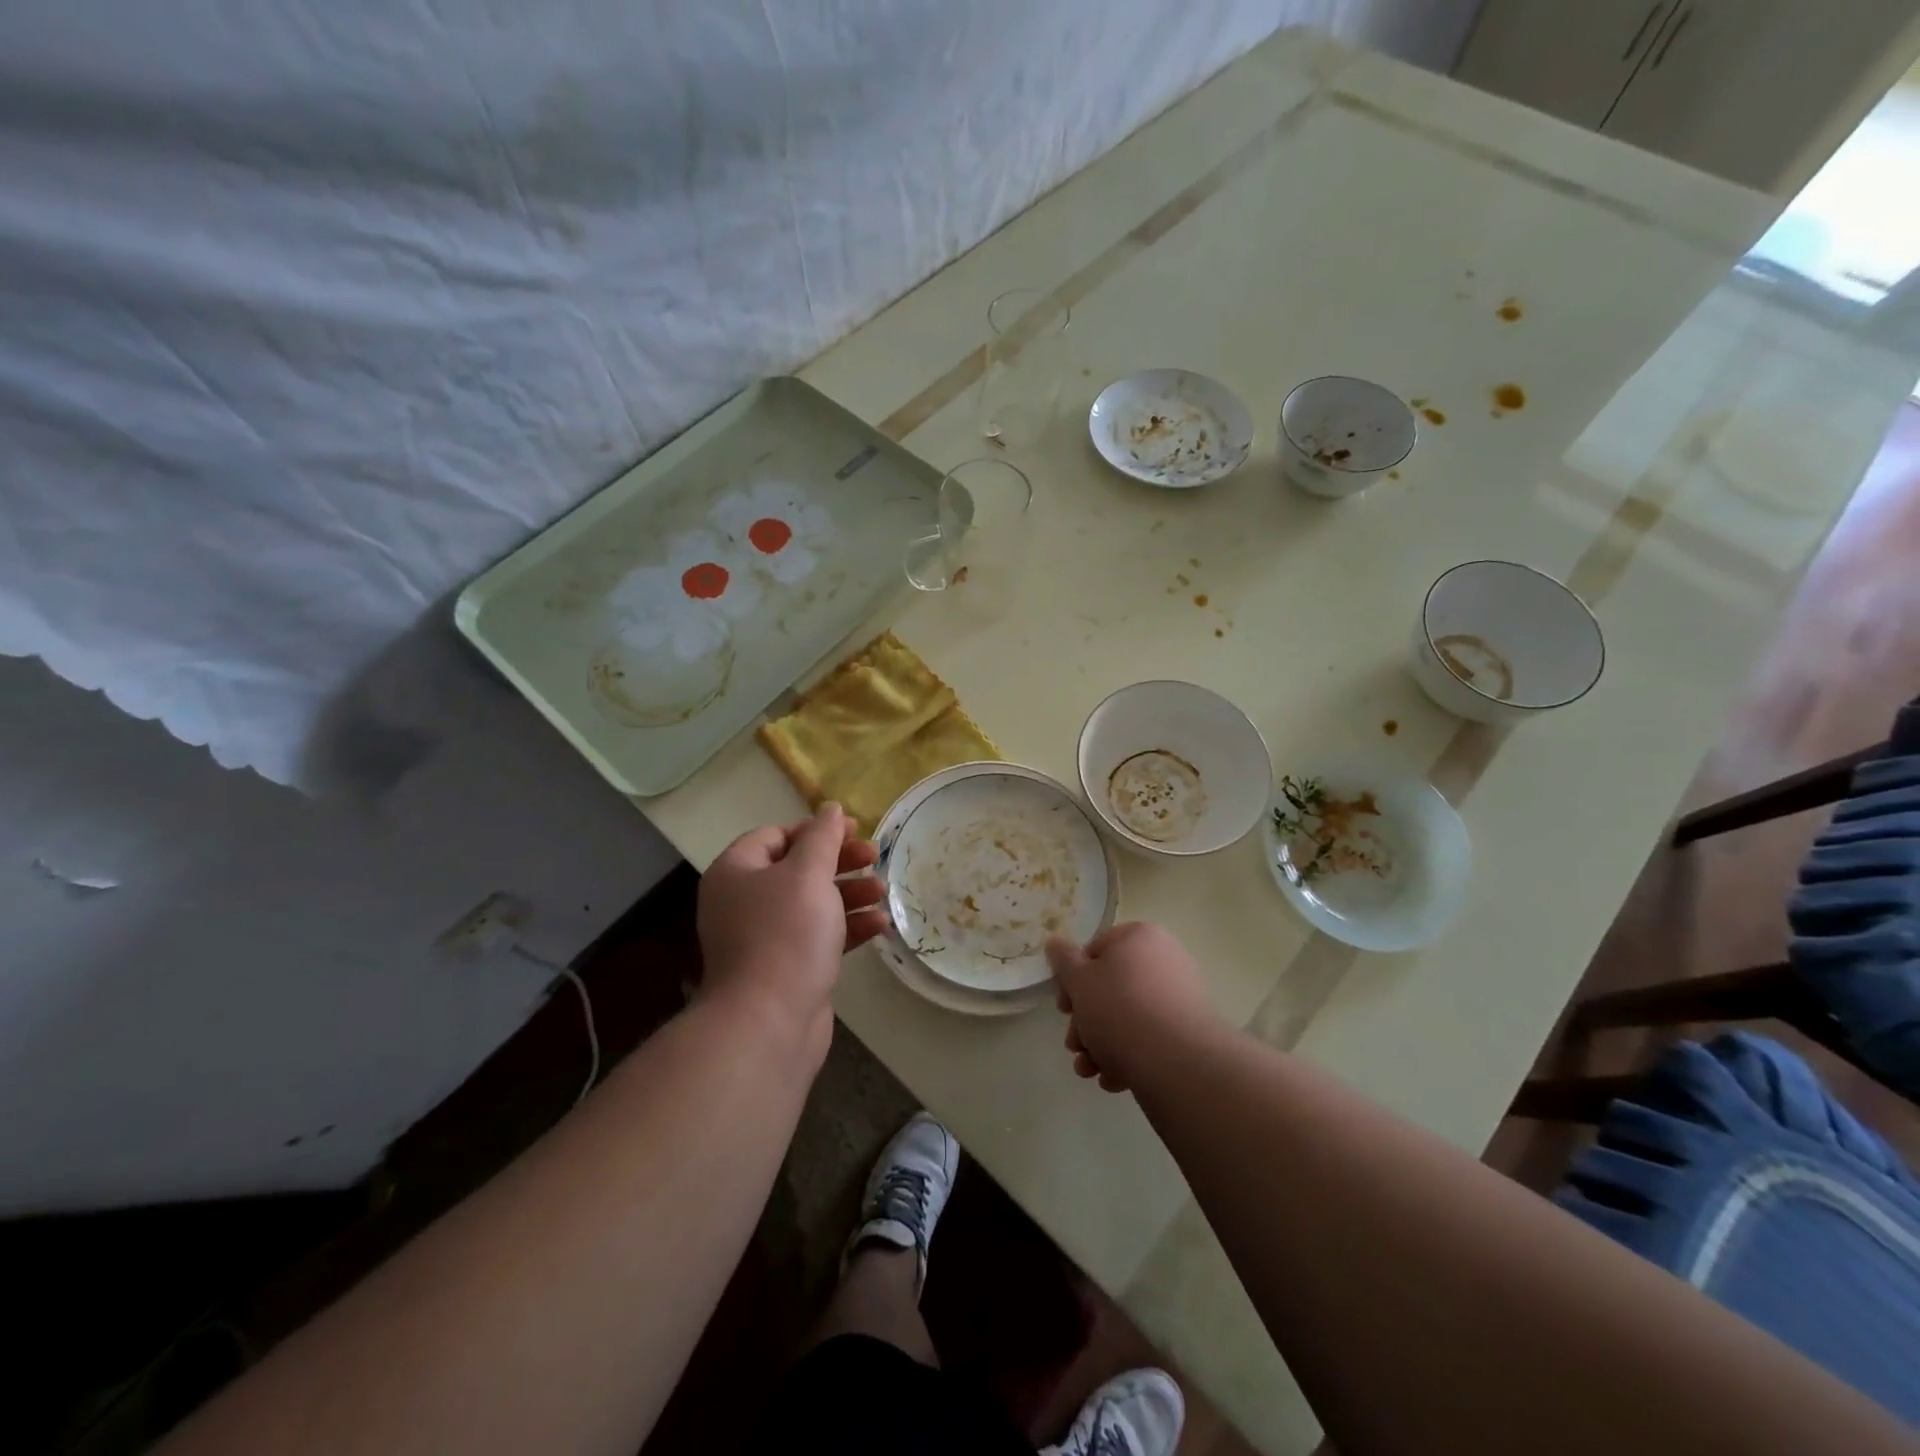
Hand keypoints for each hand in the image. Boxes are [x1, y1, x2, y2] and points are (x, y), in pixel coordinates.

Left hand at [697, 803, 886, 1060]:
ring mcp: (765, 938)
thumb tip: (829, 808)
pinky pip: (819, 936)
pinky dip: (847, 927)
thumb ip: (823, 837)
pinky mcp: (787, 968)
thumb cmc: (786, 935)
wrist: (769, 1023)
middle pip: (798, 868)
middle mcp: (744, 901)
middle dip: (840, 862)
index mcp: (737, 872)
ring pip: (813, 903)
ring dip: (850, 893)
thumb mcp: (808, 874)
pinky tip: (880, 925)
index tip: (853, 831)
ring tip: (884, 890)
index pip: (775, 835)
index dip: (815, 830)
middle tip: (876, 856)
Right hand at [1046, 922, 1214, 1092]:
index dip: (1072, 981)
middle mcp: (1164, 960)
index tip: (1063, 1008)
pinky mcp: (1188, 1032)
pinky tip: (1113, 1078)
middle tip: (1074, 1044)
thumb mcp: (1079, 981)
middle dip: (1085, 1022)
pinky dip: (1128, 1055)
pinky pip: (1149, 1038)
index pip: (1094, 951)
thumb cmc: (1120, 1009)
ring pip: (1127, 1018)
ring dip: (1100, 1044)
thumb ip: (1063, 960)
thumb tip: (1054, 942)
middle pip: (1110, 989)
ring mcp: (1179, 997)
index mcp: (1139, 937)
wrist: (1177, 1061)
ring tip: (1089, 1070)